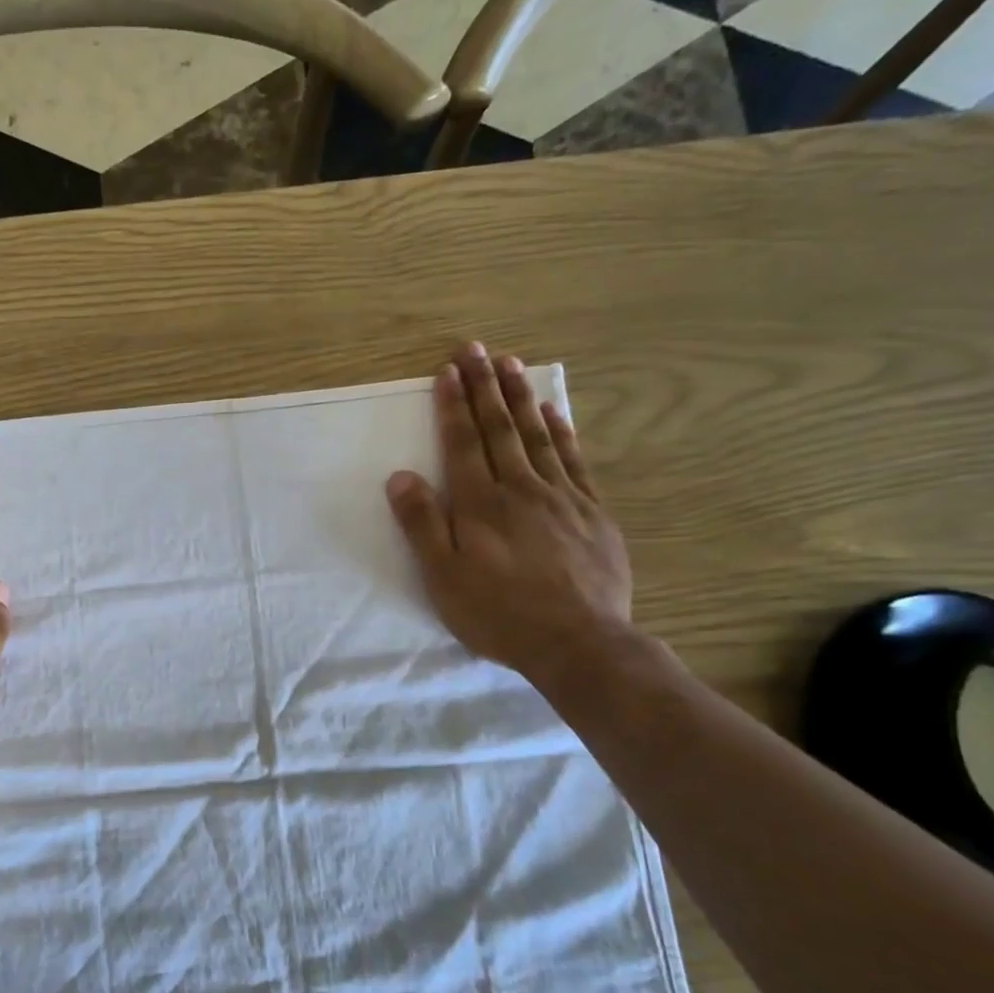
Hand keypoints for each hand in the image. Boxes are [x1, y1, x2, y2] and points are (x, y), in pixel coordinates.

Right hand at [387, 342, 631, 682]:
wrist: (578, 643)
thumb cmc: (499, 614)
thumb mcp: (443, 577)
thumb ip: (422, 525)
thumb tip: (401, 476)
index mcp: (480, 504)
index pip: (462, 443)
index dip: (453, 406)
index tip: (448, 371)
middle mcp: (520, 489)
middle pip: (499, 428)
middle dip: (484, 387)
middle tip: (476, 349)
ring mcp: (562, 497)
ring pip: (537, 436)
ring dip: (521, 398)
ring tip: (512, 364)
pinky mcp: (592, 512)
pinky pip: (575, 460)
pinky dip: (563, 432)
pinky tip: (555, 412)